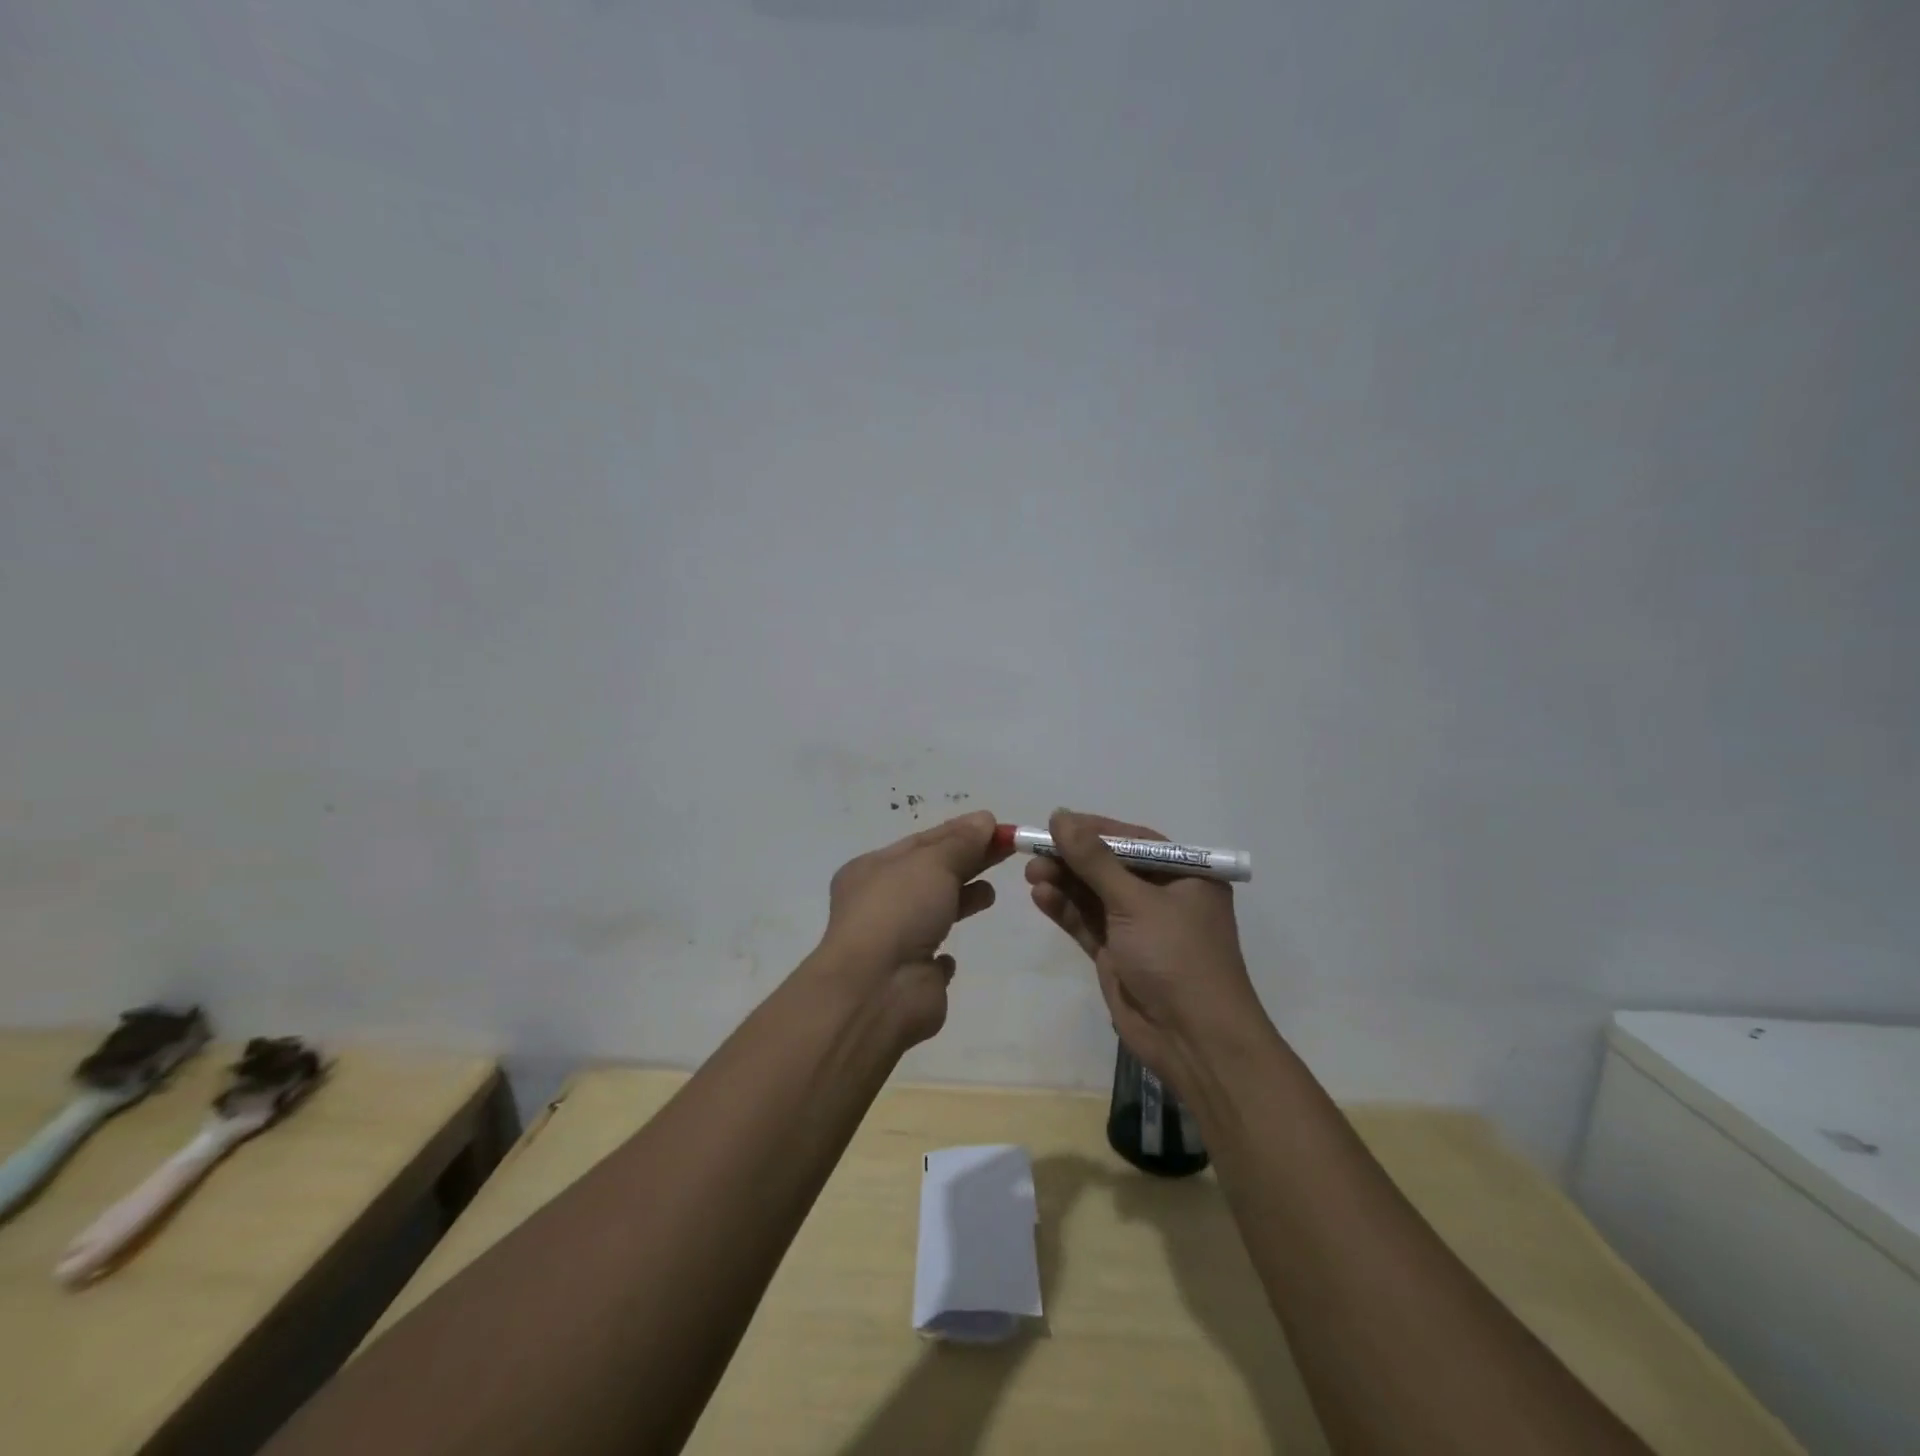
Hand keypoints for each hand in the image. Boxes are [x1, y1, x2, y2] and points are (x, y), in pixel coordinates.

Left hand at [813, 810, 1009, 1046]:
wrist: (878, 990)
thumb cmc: (899, 912)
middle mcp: (878, 903)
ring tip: (991, 892)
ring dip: (961, 899)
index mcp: (871, 869)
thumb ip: (961, 843)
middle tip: (1008, 850)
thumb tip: (984, 819)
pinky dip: (945, 948)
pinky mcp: (912, 977)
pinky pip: (931, 956)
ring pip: (933, 911)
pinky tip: (958, 949)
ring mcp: (894, 941)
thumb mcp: (932, 863)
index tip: (999, 827)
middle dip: (968, 861)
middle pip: (932, 873)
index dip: (961, 832)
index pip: (923, 841)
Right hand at [1025, 809, 1265, 1091]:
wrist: (1194, 1041)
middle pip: (1109, 866)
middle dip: (1072, 859)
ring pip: (1094, 895)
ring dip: (1064, 883)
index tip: (1055, 822)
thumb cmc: (1176, 957)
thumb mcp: (1135, 902)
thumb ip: (1094, 860)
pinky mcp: (1118, 954)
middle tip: (1034, 852)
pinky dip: (1065, 910)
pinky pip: (1088, 923)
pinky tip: (1041, 896)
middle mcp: (1163, 896)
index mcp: (1185, 875)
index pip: (1133, 840)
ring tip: (1031, 874)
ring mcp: (1139, 927)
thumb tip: (1060, 815)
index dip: (1093, 830)